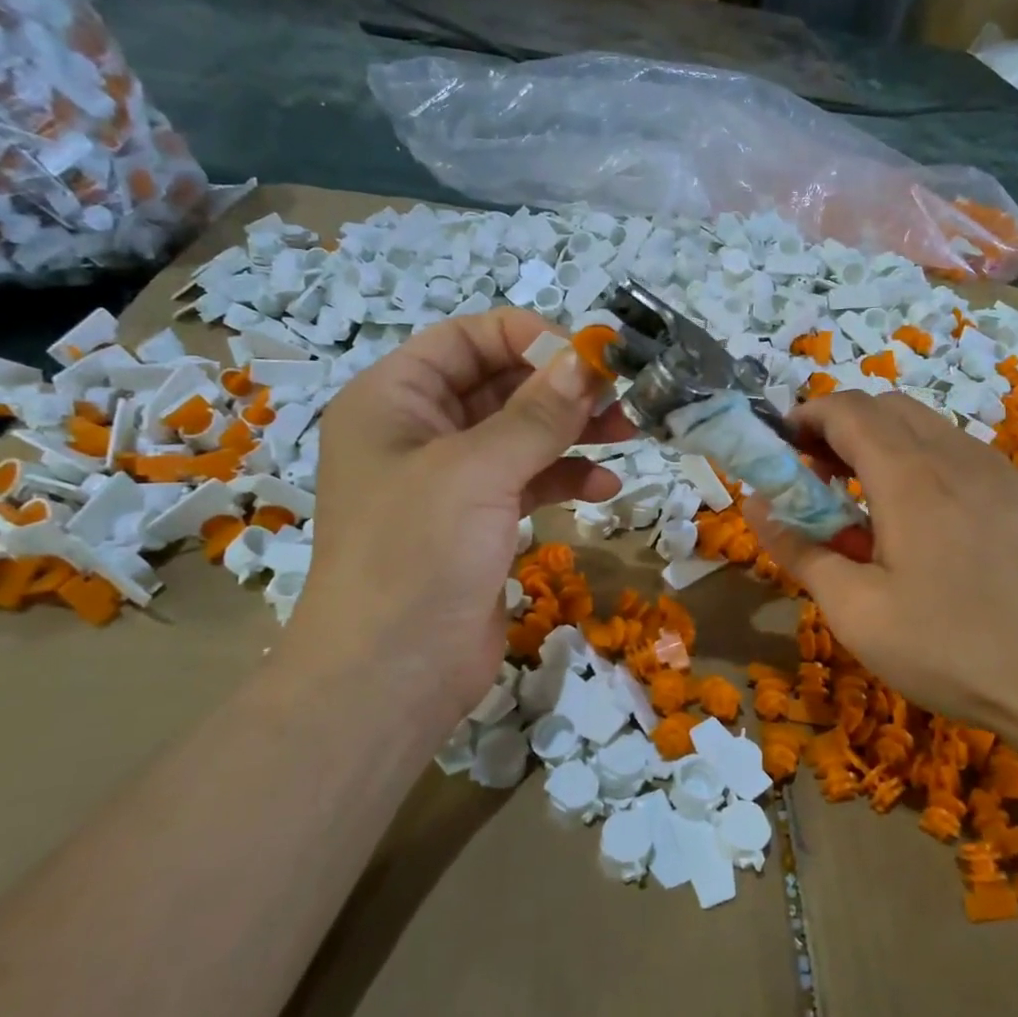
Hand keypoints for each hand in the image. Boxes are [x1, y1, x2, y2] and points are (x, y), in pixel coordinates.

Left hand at [278, 311, 632, 742]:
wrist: (390, 677)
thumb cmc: (416, 555)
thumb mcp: (477, 471)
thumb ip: (537, 413)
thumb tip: (587, 359)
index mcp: (394, 399)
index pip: (467, 340)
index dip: (529, 338)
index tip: (590, 356)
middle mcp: (418, 431)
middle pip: (500, 385)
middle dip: (561, 388)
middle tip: (622, 397)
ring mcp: (450, 481)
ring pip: (521, 434)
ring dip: (573, 432)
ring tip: (627, 435)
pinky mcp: (478, 523)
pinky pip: (528, 481)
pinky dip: (565, 479)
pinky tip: (604, 489)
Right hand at [745, 392, 1017, 795]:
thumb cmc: (954, 651)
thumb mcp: (857, 613)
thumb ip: (799, 550)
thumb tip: (755, 505)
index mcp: (910, 476)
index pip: (845, 409)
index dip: (804, 418)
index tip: (780, 451)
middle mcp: (957, 455)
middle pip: (886, 407)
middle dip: (839, 428)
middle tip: (816, 479)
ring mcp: (1000, 472)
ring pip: (926, 427)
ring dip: (881, 445)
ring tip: (865, 504)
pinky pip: (960, 454)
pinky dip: (921, 463)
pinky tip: (923, 524)